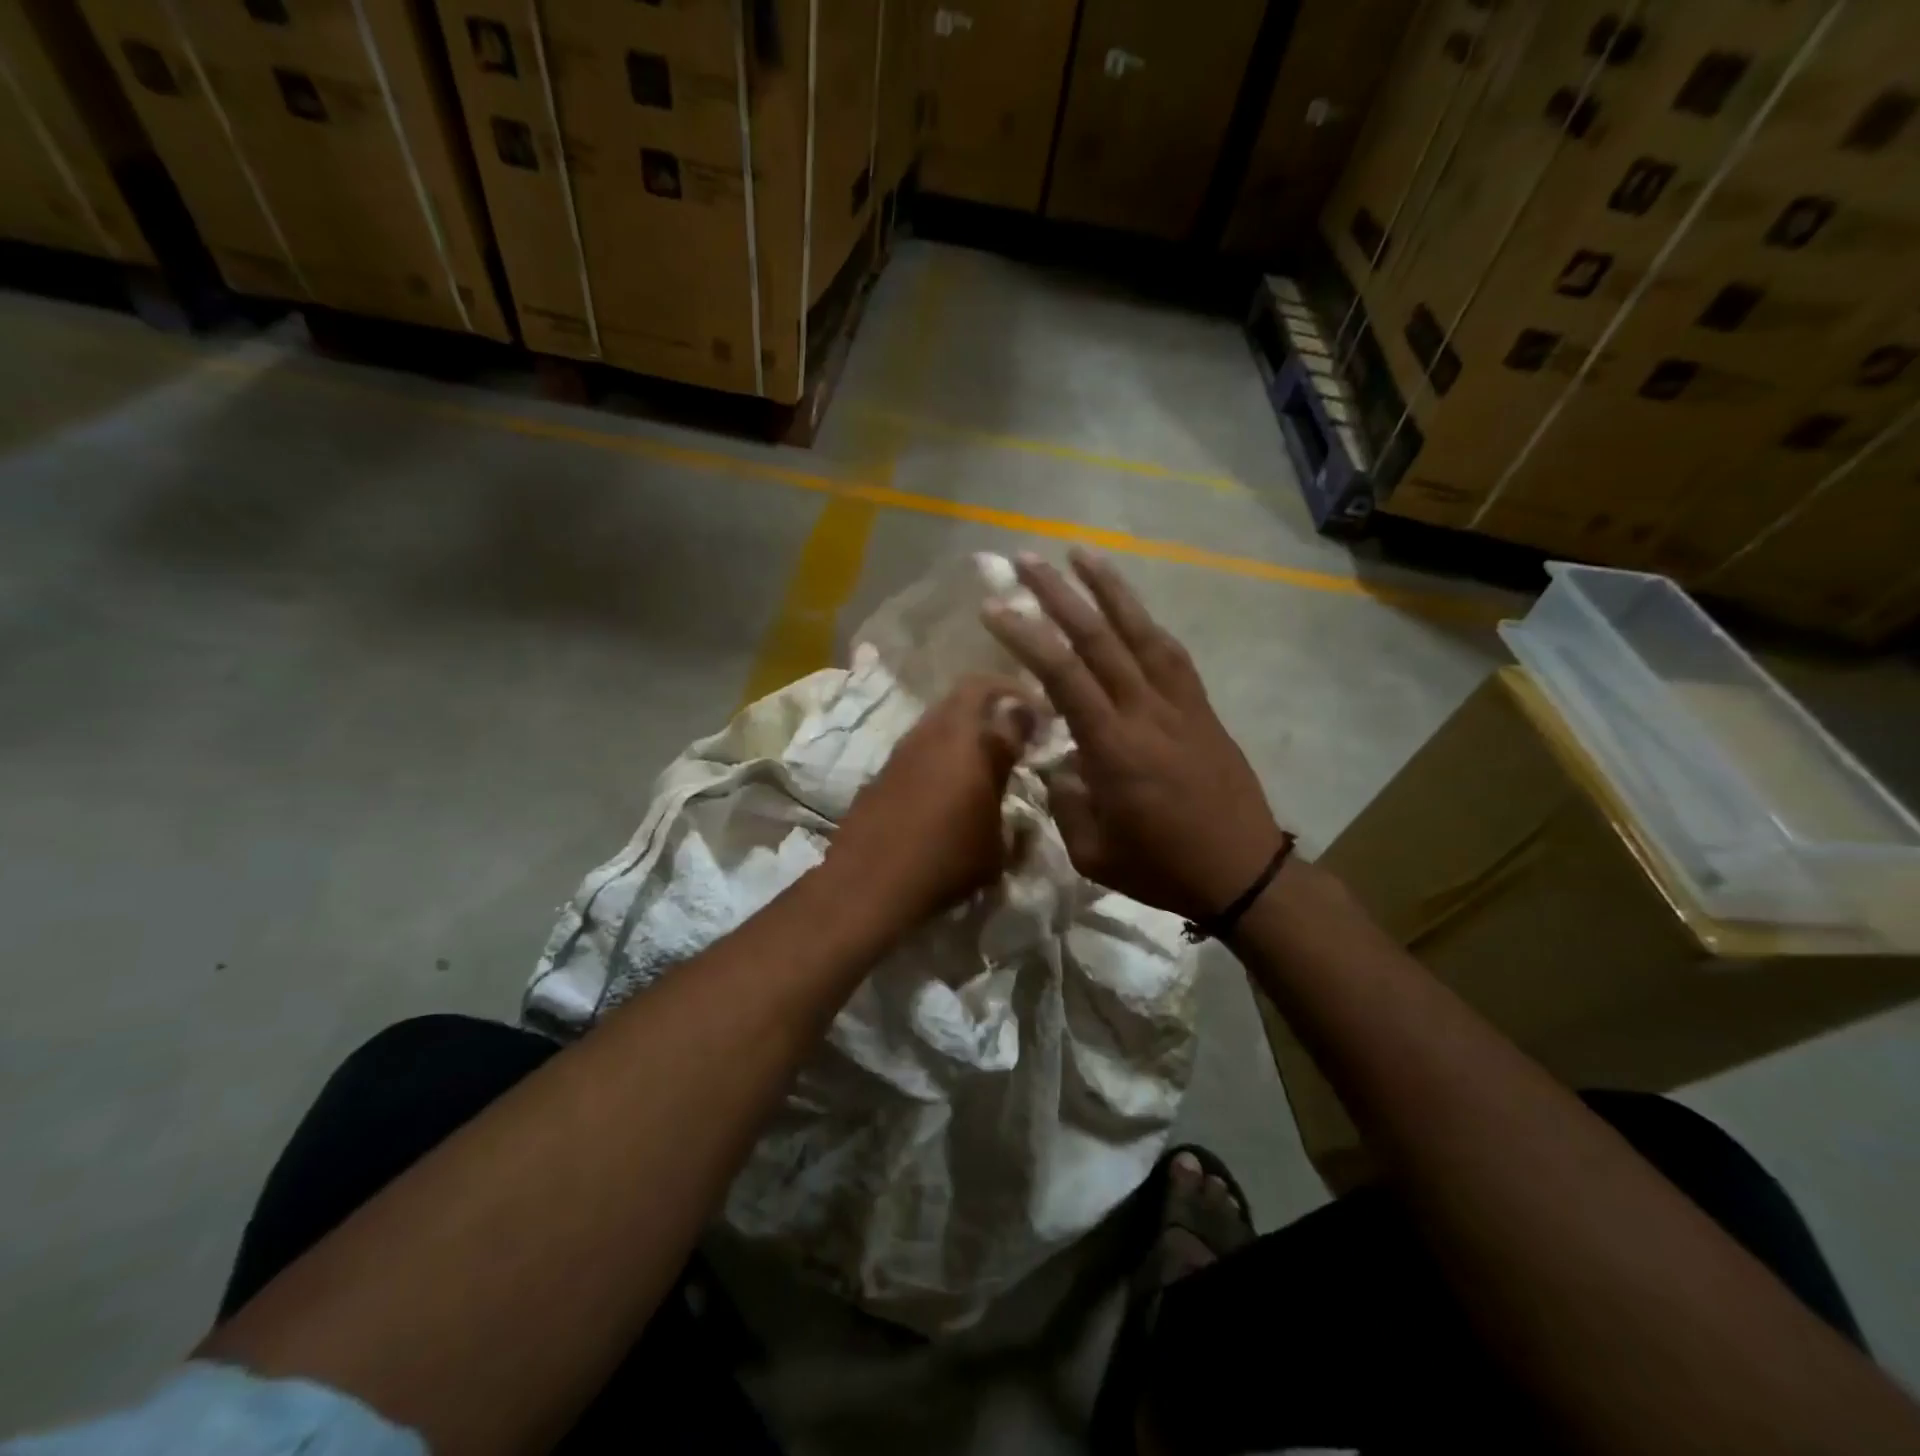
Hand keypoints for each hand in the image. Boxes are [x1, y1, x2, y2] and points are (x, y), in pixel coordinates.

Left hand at [826, 675, 1037, 931]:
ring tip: (982, 761)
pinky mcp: (882, 770)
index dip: (1028, 704)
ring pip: (939, 719)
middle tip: (1013, 728)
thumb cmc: (946, 861)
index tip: (1042, 721)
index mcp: (970, 741)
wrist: (868, 883)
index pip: (1005, 700)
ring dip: (964, 729)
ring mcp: (903, 749)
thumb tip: (1019, 796)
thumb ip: (1010, 805)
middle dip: (994, 702)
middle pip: (967, 694)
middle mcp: (935, 733)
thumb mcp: (996, 844)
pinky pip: (919, 747)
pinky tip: (946, 788)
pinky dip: (939, 754)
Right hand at [981, 551, 1285, 922]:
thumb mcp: (1092, 853)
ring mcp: (1180, 705)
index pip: (1063, 676)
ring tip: (1083, 554)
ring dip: (1111, 589)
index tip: (994, 609)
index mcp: (1114, 748)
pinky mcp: (1202, 709)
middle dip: (1059, 595)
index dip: (1026, 637)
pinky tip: (1132, 609)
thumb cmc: (1162, 868)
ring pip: (1142, 633)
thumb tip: (1061, 762)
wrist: (1243, 873)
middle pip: (1099, 639)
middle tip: (1027, 560)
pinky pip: (1172, 654)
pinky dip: (1147, 624)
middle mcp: (1146, 712)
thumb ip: (1067, 800)